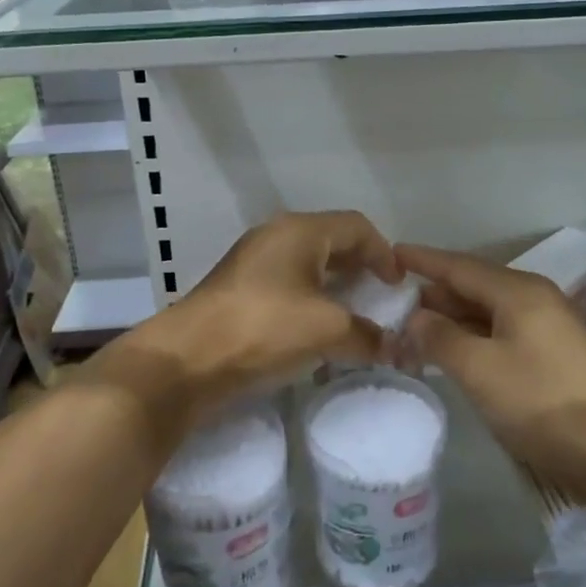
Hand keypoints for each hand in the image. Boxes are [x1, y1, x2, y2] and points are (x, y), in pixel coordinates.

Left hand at [95, 211, 400, 440]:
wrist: (187, 360)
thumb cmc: (264, 328)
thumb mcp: (326, 330)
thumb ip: (368, 335)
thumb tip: (396, 348)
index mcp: (300, 231)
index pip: (357, 226)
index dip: (384, 253)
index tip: (398, 287)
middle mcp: (276, 236)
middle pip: (332, 241)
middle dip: (360, 267)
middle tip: (379, 297)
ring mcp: (252, 261)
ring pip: (307, 264)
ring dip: (335, 285)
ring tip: (353, 315)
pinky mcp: (238, 289)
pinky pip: (287, 283)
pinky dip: (310, 299)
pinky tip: (316, 330)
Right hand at [398, 244, 585, 489]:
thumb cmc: (540, 403)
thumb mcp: (479, 370)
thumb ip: (440, 337)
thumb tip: (416, 317)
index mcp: (519, 291)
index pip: (460, 266)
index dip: (423, 260)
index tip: (391, 253)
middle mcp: (537, 298)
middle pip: (475, 286)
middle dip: (435, 294)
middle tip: (396, 303)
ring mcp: (551, 325)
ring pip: (490, 310)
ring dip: (454, 319)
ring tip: (417, 329)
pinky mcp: (557, 353)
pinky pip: (505, 330)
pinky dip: (476, 336)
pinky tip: (457, 351)